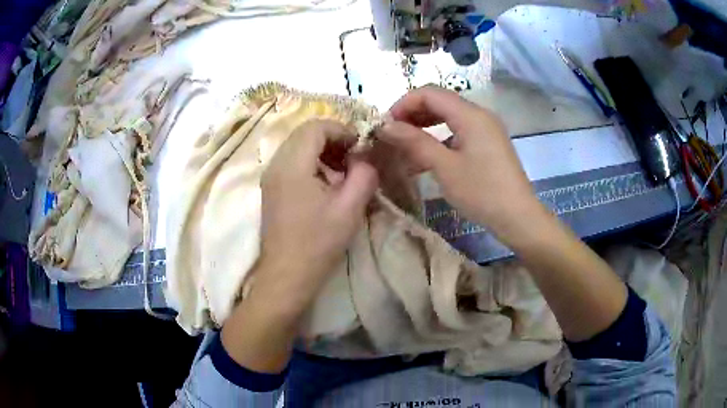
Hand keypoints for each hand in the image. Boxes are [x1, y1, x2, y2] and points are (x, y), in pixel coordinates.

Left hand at [222, 119, 377, 372]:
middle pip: (304, 134)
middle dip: (333, 140)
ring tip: (342, 173)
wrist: (287, 276)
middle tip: (354, 159)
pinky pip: (291, 164)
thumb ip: (364, 173)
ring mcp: (270, 178)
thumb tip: (364, 157)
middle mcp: (275, 164)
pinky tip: (326, 186)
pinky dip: (311, 164)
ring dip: (322, 152)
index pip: (316, 126)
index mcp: (292, 164)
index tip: (360, 148)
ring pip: (297, 148)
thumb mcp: (350, 206)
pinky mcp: (271, 191)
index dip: (341, 130)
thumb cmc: (318, 242)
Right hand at [376, 86, 545, 246]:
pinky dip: (439, 139)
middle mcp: (479, 114)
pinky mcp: (488, 144)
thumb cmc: (482, 192)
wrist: (518, 217)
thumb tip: (385, 125)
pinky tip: (426, 157)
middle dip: (412, 115)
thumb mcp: (445, 167)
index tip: (386, 125)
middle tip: (392, 136)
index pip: (429, 93)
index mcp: (470, 114)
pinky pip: (458, 132)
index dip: (403, 104)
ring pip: (448, 117)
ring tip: (404, 146)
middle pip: (439, 102)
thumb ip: (414, 141)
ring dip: (424, 127)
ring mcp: (485, 129)